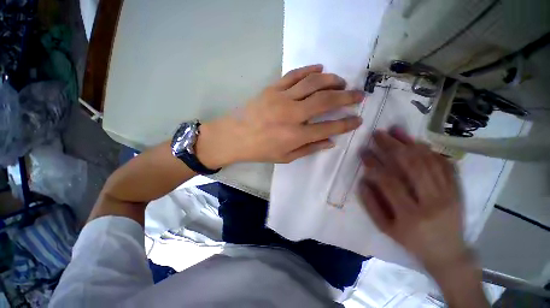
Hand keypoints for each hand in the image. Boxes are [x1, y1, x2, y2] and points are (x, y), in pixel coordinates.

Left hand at [196, 64, 363, 167]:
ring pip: (313, 83)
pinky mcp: (272, 88)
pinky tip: (320, 69)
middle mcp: (292, 114)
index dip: (346, 124)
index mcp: (295, 135)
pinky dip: (310, 70)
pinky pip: (294, 75)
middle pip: (325, 101)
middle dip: (346, 97)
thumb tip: (331, 142)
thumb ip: (309, 149)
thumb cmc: (260, 150)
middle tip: (359, 95)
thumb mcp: (285, 157)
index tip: (358, 120)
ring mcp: (281, 98)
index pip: (328, 127)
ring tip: (342, 82)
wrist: (234, 136)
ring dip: (332, 80)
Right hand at [358, 128, 469, 272]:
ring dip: (410, 143)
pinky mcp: (458, 190)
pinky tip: (417, 142)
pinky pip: (445, 165)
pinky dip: (430, 151)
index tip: (363, 152)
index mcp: (410, 215)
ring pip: (429, 161)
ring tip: (396, 130)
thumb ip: (371, 204)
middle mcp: (432, 202)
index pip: (389, 181)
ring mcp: (449, 194)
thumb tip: (363, 181)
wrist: (448, 253)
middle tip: (378, 133)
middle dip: (392, 146)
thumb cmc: (412, 241)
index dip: (374, 164)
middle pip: (411, 166)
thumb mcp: (385, 228)